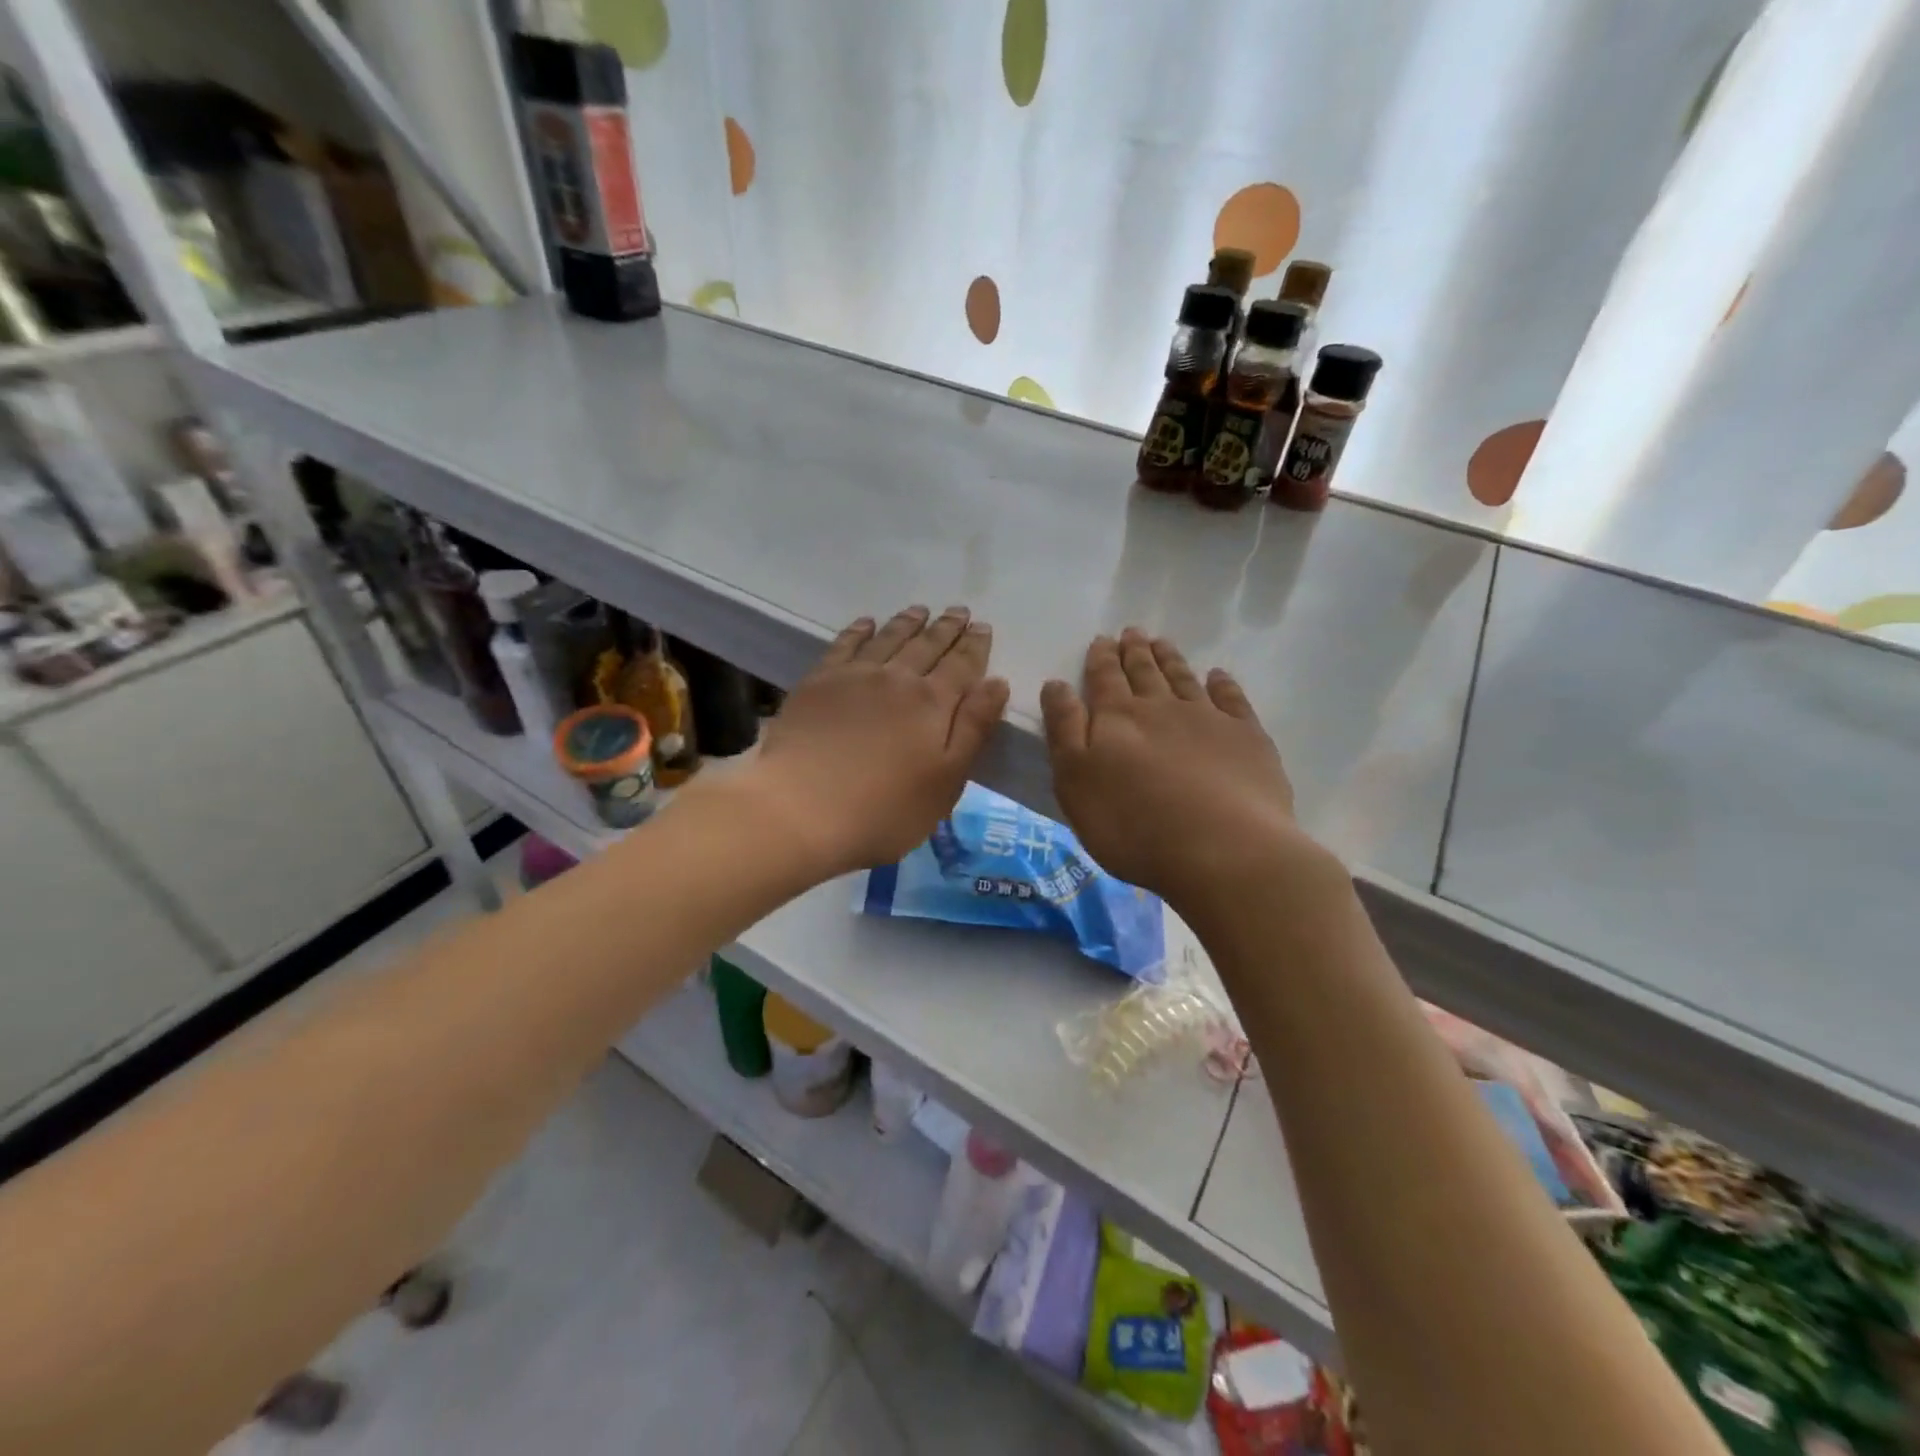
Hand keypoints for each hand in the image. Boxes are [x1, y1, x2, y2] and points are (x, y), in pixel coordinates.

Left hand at [746, 605, 1009, 875]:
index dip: (975, 646)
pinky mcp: (818, 682)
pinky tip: (867, 623)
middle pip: (927, 645)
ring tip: (921, 610)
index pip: (961, 665)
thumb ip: (974, 729)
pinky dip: (860, 630)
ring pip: (889, 638)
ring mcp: (854, 676)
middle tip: (959, 611)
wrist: (801, 809)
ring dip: (908, 622)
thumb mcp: (946, 781)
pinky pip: (845, 644)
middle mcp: (897, 678)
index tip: (982, 627)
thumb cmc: (885, 809)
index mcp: (933, 703)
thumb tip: (996, 682)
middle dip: (946, 628)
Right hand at [1042, 628, 1316, 913]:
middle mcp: (1161, 708)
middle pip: (1145, 673)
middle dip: (1135, 652)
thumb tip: (1056, 684)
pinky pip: (1232, 699)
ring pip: (1184, 679)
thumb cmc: (1132, 825)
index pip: (1104, 679)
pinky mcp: (1247, 738)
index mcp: (1116, 719)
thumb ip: (1064, 730)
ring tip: (1162, 642)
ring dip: (1171, 659)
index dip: (1101, 658)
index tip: (1102, 639)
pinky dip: (1223, 684)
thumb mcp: (1075, 782)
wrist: (1221, 850)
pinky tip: (1218, 676)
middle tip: (1132, 632)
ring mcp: (1208, 719)